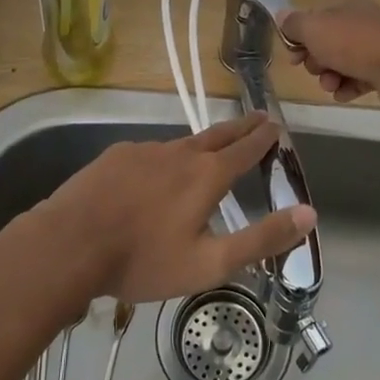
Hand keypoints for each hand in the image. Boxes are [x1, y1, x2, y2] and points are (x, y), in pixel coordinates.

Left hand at [34, 113, 315, 303]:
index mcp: (206, 176)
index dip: (263, 138)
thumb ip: (261, 239)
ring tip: (211, 149)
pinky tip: (156, 174)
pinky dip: (165, 159)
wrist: (69, 244)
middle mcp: (179, 153)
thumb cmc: (143, 259)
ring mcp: (144, 151)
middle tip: (258, 117)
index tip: (275, 125)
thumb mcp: (209, 263)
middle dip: (241, 127)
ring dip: (203, 143)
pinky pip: (151, 154)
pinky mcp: (116, 156)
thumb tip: (309, 213)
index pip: (245, 149)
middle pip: (218, 135)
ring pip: (182, 144)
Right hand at [278, 0, 379, 119]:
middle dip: (315, 59)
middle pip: (327, 41)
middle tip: (315, 69)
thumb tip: (282, 16)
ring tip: (331, 85)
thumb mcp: (314, 29)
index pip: (315, 17)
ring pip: (342, 62)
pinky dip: (348, 87)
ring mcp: (377, 46)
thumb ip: (294, 24)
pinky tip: (344, 94)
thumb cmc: (354, 45)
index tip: (292, 56)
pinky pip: (358, 79)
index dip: (299, 36)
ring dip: (330, 76)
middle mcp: (363, 22)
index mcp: (348, 5)